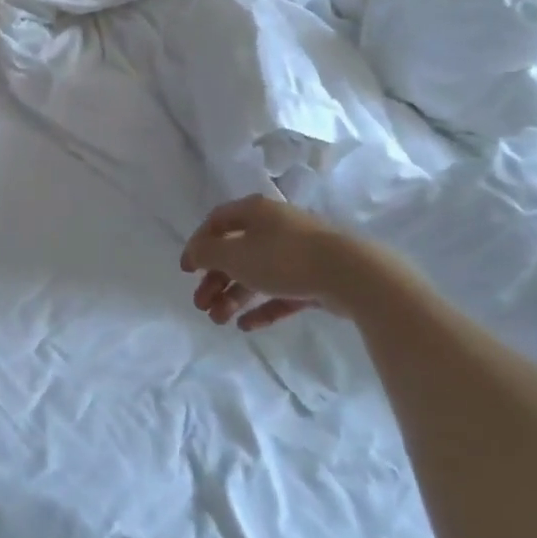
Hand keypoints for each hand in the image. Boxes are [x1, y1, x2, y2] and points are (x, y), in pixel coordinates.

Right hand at [182, 195, 408, 331]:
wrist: (350, 274)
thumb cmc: (283, 258)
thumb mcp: (235, 255)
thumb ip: (208, 253)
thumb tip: (194, 251)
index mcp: (255, 212)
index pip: (217, 222)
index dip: (198, 244)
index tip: (186, 270)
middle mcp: (275, 226)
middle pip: (236, 251)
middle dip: (215, 279)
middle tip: (200, 304)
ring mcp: (297, 252)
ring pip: (257, 273)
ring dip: (234, 296)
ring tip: (218, 321)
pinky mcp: (315, 278)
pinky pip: (281, 292)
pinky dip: (262, 307)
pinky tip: (246, 326)